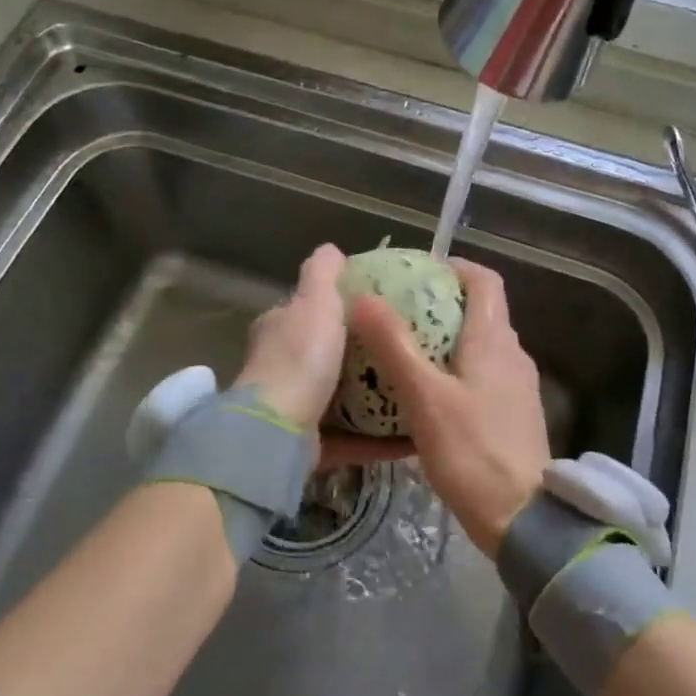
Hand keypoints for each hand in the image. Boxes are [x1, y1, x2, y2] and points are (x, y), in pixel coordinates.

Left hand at [235, 244, 410, 470]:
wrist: (278, 431)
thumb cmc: (299, 357)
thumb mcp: (314, 301)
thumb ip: (322, 273)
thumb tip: (333, 248)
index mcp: (279, 331)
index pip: (307, 311)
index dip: (337, 307)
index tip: (377, 309)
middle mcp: (283, 370)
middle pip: (328, 357)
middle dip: (363, 356)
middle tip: (406, 351)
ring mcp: (296, 411)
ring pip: (342, 401)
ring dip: (375, 399)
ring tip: (416, 389)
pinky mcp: (312, 447)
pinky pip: (355, 440)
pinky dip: (381, 439)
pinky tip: (414, 434)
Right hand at [348, 259, 549, 555]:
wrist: (524, 518)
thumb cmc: (472, 451)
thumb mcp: (424, 396)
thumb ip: (394, 345)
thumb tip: (362, 298)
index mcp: (494, 340)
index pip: (484, 281)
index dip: (454, 267)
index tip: (418, 272)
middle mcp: (512, 355)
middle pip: (481, 311)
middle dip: (440, 304)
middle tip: (397, 312)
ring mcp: (517, 387)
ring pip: (480, 346)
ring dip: (446, 339)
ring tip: (403, 351)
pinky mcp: (514, 415)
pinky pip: (483, 376)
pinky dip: (455, 371)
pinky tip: (426, 396)